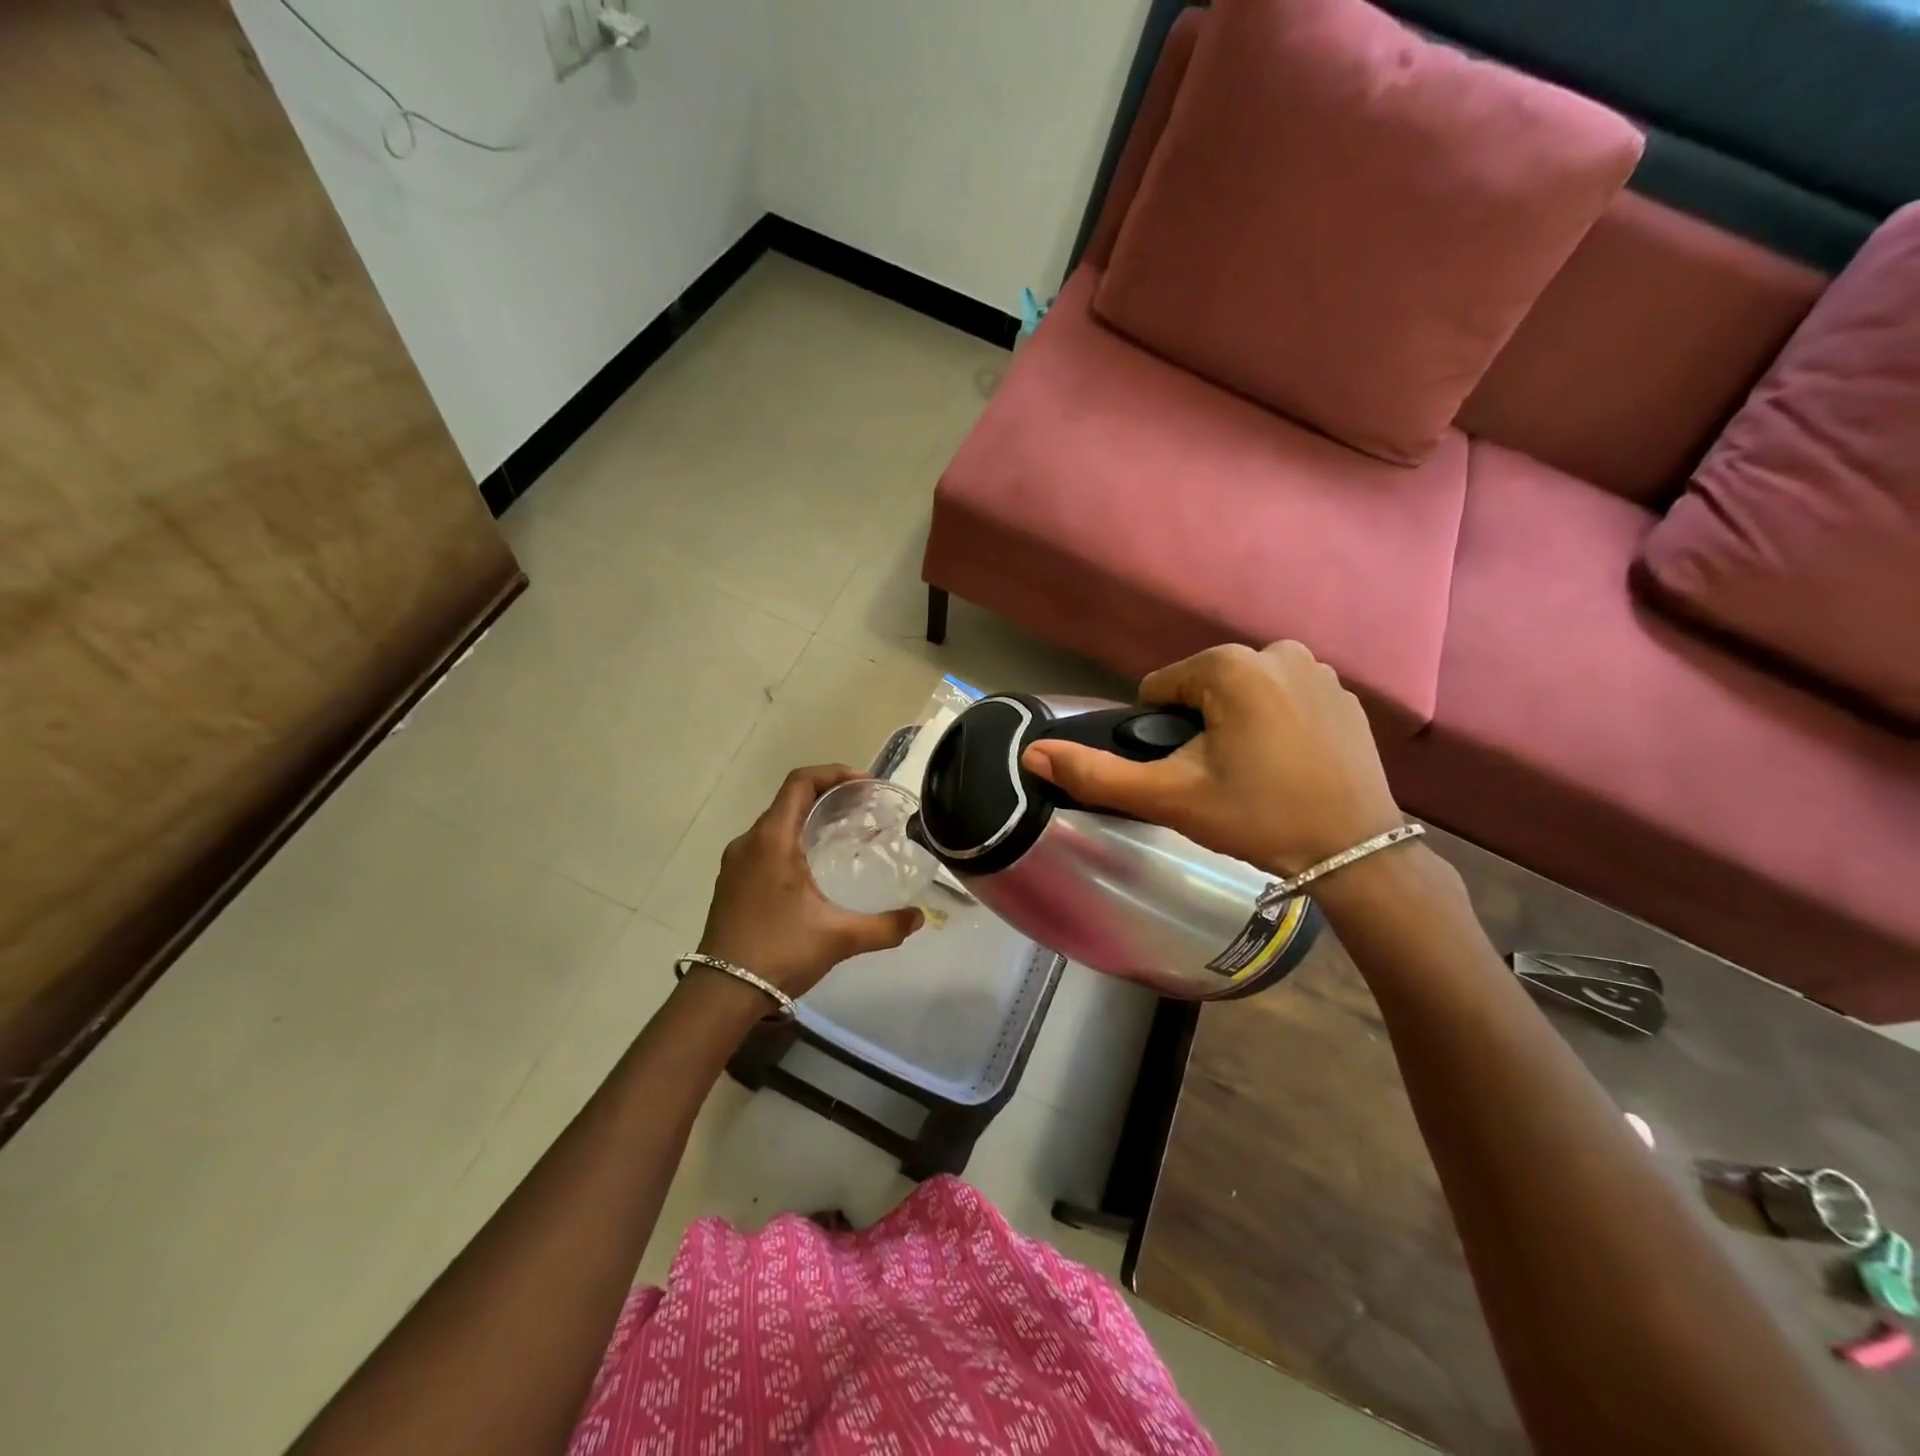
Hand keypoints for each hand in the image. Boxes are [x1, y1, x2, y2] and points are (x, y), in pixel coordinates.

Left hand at [695, 765, 922, 1000]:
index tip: (865, 785)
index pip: (800, 783)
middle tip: (863, 809)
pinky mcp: (731, 882)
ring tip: (842, 835)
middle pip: (789, 799)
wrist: (722, 993)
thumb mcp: (839, 938)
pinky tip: (812, 868)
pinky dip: (791, 841)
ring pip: (775, 824)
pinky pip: (764, 845)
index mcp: (772, 840)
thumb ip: (884, 926)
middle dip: (827, 796)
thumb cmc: (779, 952)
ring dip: (807, 819)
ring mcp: (736, 863)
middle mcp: (749, 842)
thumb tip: (919, 918)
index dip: (834, 774)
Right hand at [1021, 642, 1402, 875]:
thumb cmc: (1256, 817)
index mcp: (1230, 666)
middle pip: (1203, 687)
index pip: (1161, 689)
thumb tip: (1031, 753)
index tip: (1186, 771)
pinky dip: (1276, 724)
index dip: (1161, 733)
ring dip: (1236, 724)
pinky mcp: (1345, 695)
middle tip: (1220, 778)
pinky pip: (1285, 700)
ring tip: (1254, 773)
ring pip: (1243, 693)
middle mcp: (1277, 651)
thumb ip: (1096, 774)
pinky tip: (1289, 764)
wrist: (1354, 851)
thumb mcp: (1169, 797)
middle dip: (1199, 726)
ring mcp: (1318, 670)